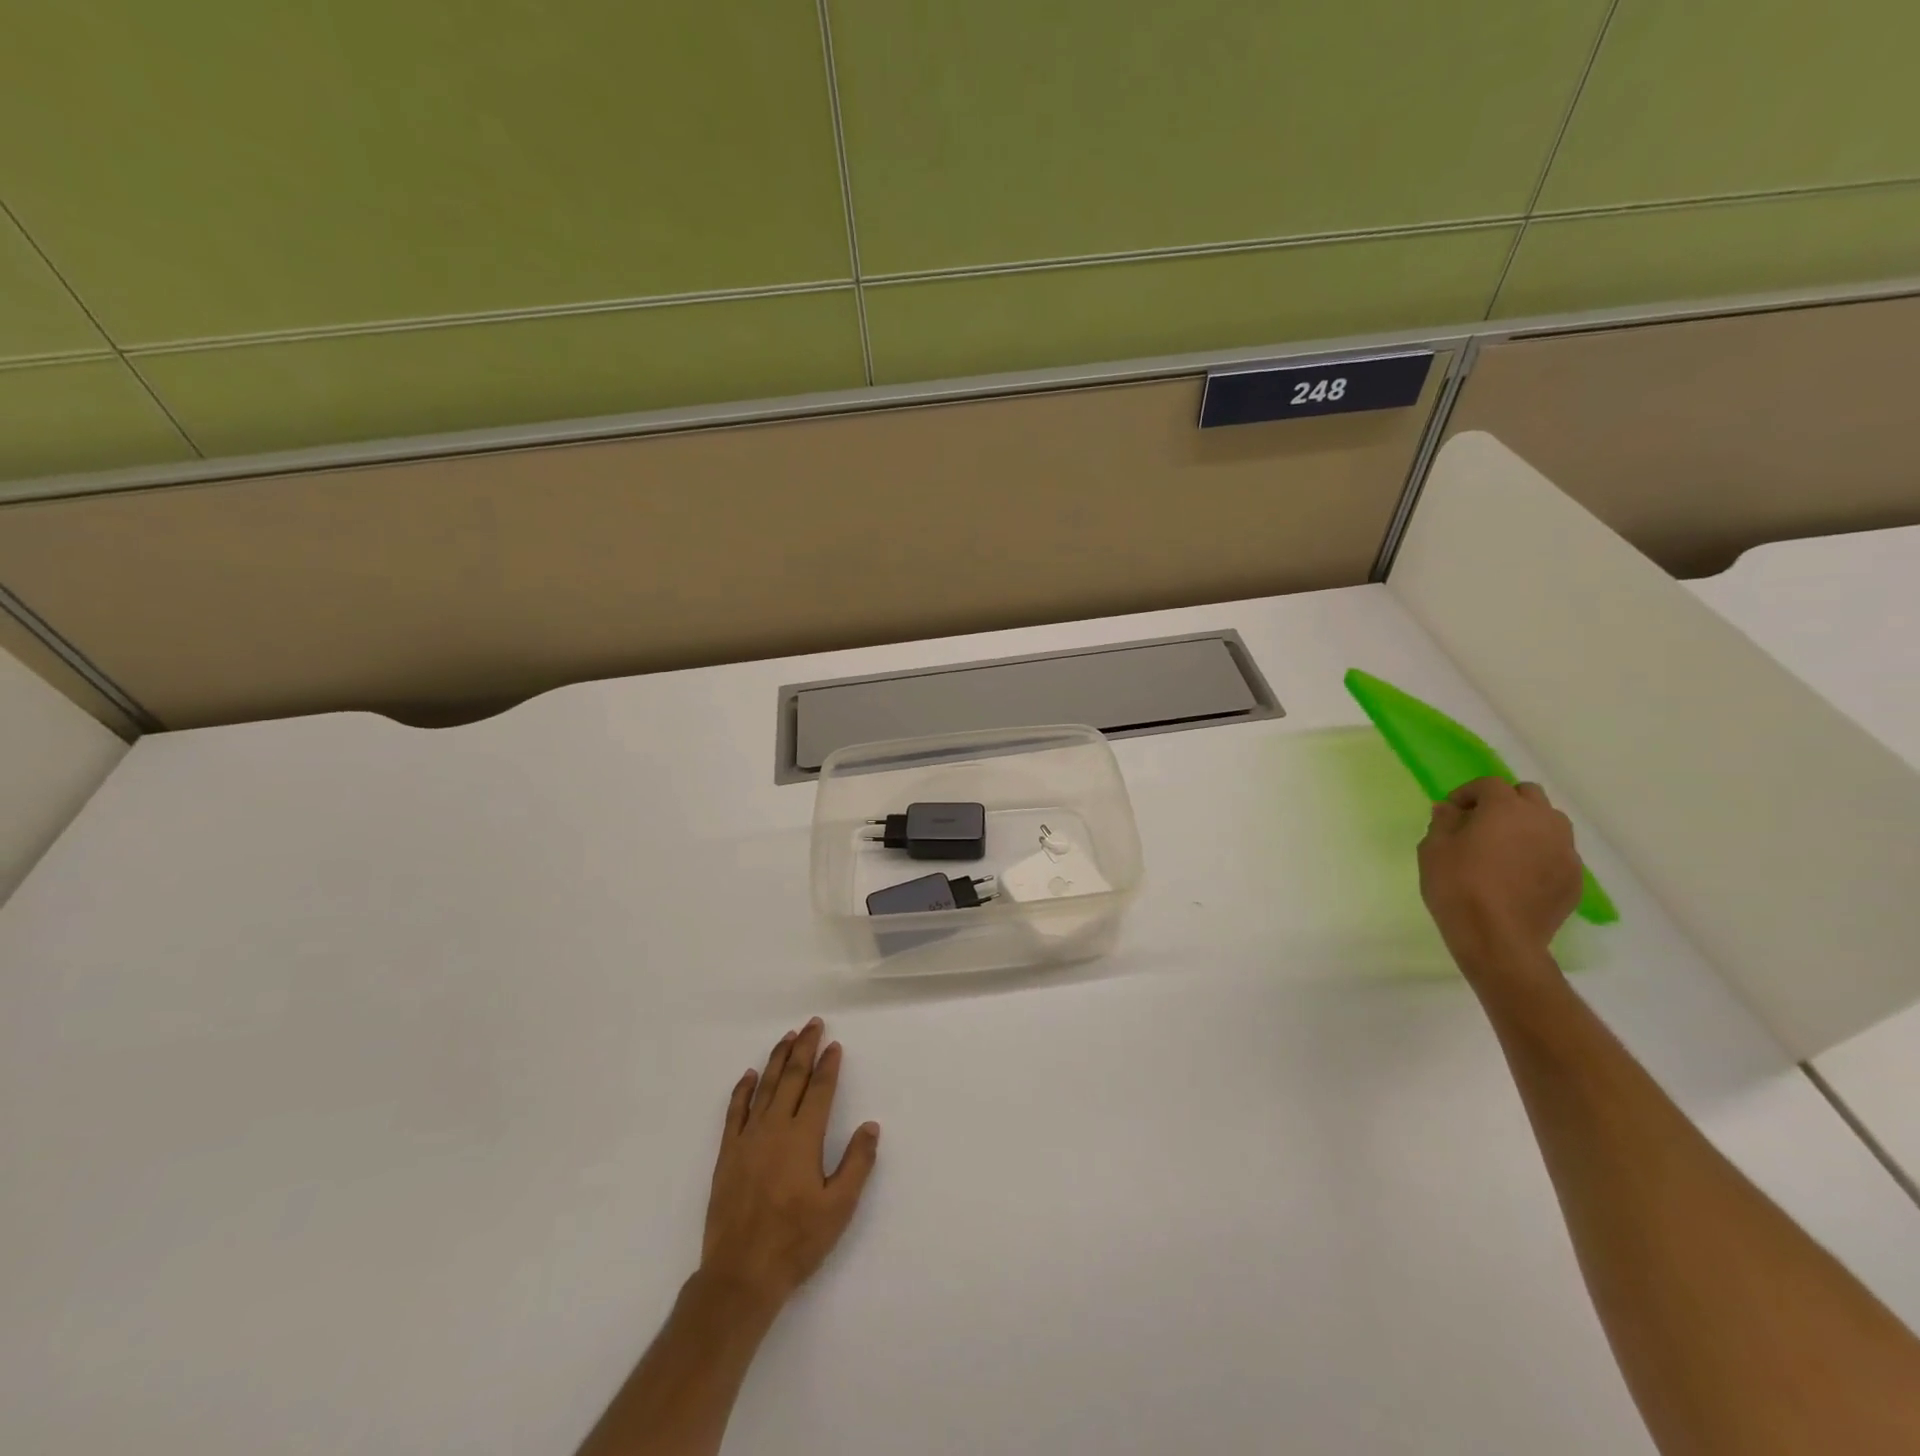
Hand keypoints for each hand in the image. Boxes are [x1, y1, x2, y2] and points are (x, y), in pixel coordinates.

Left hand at [700, 1017, 879, 1312]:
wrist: (740, 1274)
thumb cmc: (796, 1241)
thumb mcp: (839, 1207)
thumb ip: (857, 1163)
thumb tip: (871, 1125)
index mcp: (803, 1138)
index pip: (819, 1090)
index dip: (828, 1065)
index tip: (834, 1044)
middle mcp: (774, 1129)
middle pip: (791, 1078)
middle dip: (804, 1049)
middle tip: (812, 1024)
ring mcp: (747, 1139)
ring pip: (764, 1088)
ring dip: (777, 1060)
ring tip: (787, 1037)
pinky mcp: (727, 1154)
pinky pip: (734, 1112)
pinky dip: (742, 1090)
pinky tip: (749, 1075)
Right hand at [1418, 778, 1583, 986]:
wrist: (1498, 938)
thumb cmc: (1458, 886)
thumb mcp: (1434, 849)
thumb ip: (1443, 822)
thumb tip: (1449, 810)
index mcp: (1506, 809)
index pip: (1489, 785)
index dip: (1467, 793)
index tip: (1451, 811)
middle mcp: (1543, 821)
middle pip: (1528, 795)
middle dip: (1504, 802)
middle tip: (1481, 823)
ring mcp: (1565, 850)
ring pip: (1550, 823)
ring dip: (1527, 826)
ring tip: (1504, 848)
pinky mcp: (1574, 878)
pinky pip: (1557, 853)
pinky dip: (1539, 854)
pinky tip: (1519, 876)